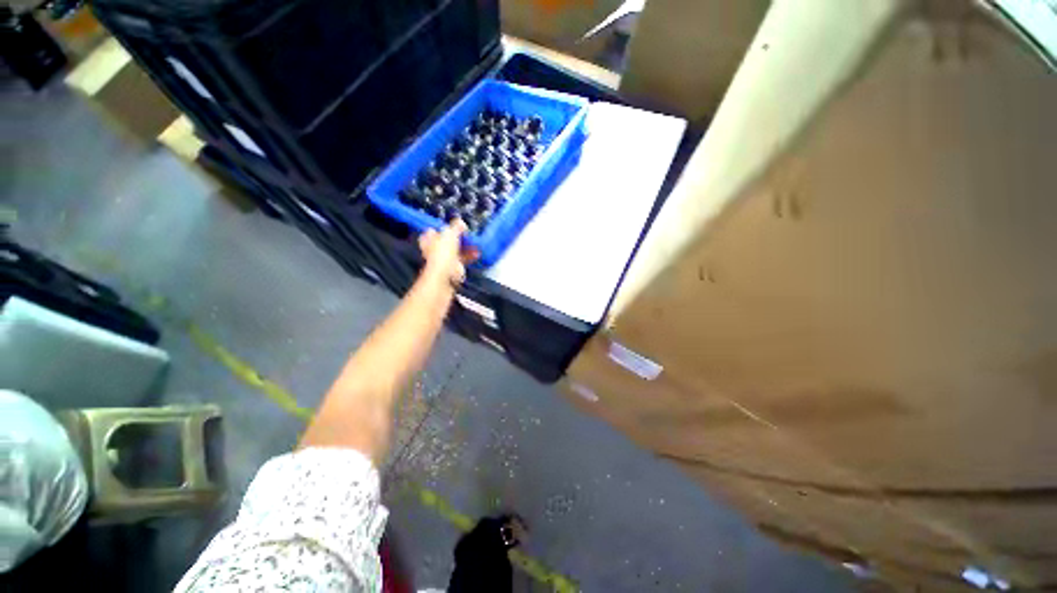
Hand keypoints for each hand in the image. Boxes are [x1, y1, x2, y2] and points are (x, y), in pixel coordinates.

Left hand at [418, 219, 477, 286]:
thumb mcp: (450, 234)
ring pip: (456, 250)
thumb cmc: (443, 253)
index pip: (433, 231)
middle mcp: (435, 249)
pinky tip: (478, 252)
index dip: (442, 228)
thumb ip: (456, 226)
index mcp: (429, 239)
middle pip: (447, 241)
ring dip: (466, 246)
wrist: (446, 275)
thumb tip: (461, 222)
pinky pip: (463, 259)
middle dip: (458, 237)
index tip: (452, 226)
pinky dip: (470, 256)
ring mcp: (444, 259)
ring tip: (476, 243)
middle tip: (467, 234)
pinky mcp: (454, 267)